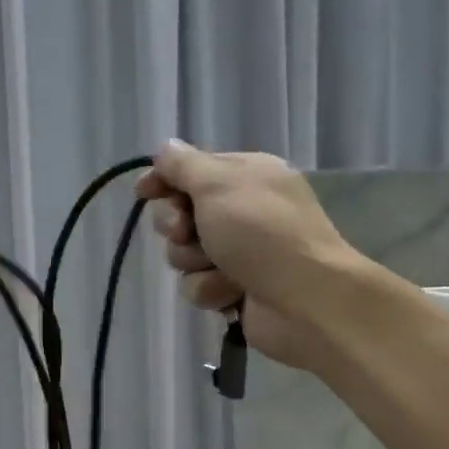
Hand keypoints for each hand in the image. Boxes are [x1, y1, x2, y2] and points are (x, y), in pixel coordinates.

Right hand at [135, 141, 360, 368]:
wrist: (305, 300)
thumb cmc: (261, 232)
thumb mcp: (218, 184)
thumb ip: (183, 165)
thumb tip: (165, 147)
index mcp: (245, 176)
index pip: (191, 170)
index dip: (164, 180)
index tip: (143, 192)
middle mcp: (242, 211)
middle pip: (181, 213)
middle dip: (176, 226)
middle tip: (185, 232)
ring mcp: (239, 252)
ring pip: (184, 254)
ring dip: (195, 262)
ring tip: (221, 268)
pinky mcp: (234, 289)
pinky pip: (198, 285)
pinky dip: (211, 289)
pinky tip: (232, 293)